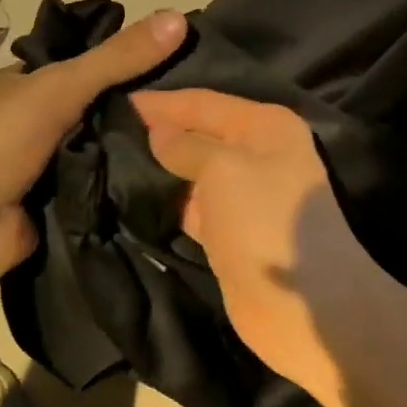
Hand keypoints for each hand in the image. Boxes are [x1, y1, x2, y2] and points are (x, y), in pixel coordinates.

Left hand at [0, 8, 186, 278]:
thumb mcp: (60, 86)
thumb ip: (117, 59)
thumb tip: (178, 18)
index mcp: (20, 86)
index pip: (82, 65)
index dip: (125, 62)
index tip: (177, 63)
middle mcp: (31, 124)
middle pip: (96, 110)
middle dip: (137, 111)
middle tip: (194, 108)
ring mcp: (44, 168)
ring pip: (102, 151)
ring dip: (135, 152)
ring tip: (194, 143)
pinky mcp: (57, 206)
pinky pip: (100, 190)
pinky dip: (125, 188)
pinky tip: (169, 180)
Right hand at [131, 89, 385, 406]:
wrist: (302, 303)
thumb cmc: (265, 221)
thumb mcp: (224, 170)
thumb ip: (188, 146)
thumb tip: (157, 132)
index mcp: (266, 127)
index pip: (204, 102)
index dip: (162, 103)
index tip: (116, 102)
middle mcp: (259, 155)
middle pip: (199, 136)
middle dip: (158, 134)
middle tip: (104, 131)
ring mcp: (246, 197)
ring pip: (194, 174)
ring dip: (160, 170)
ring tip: (109, 161)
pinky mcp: (232, 233)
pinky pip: (194, 208)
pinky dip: (169, 204)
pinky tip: (133, 199)